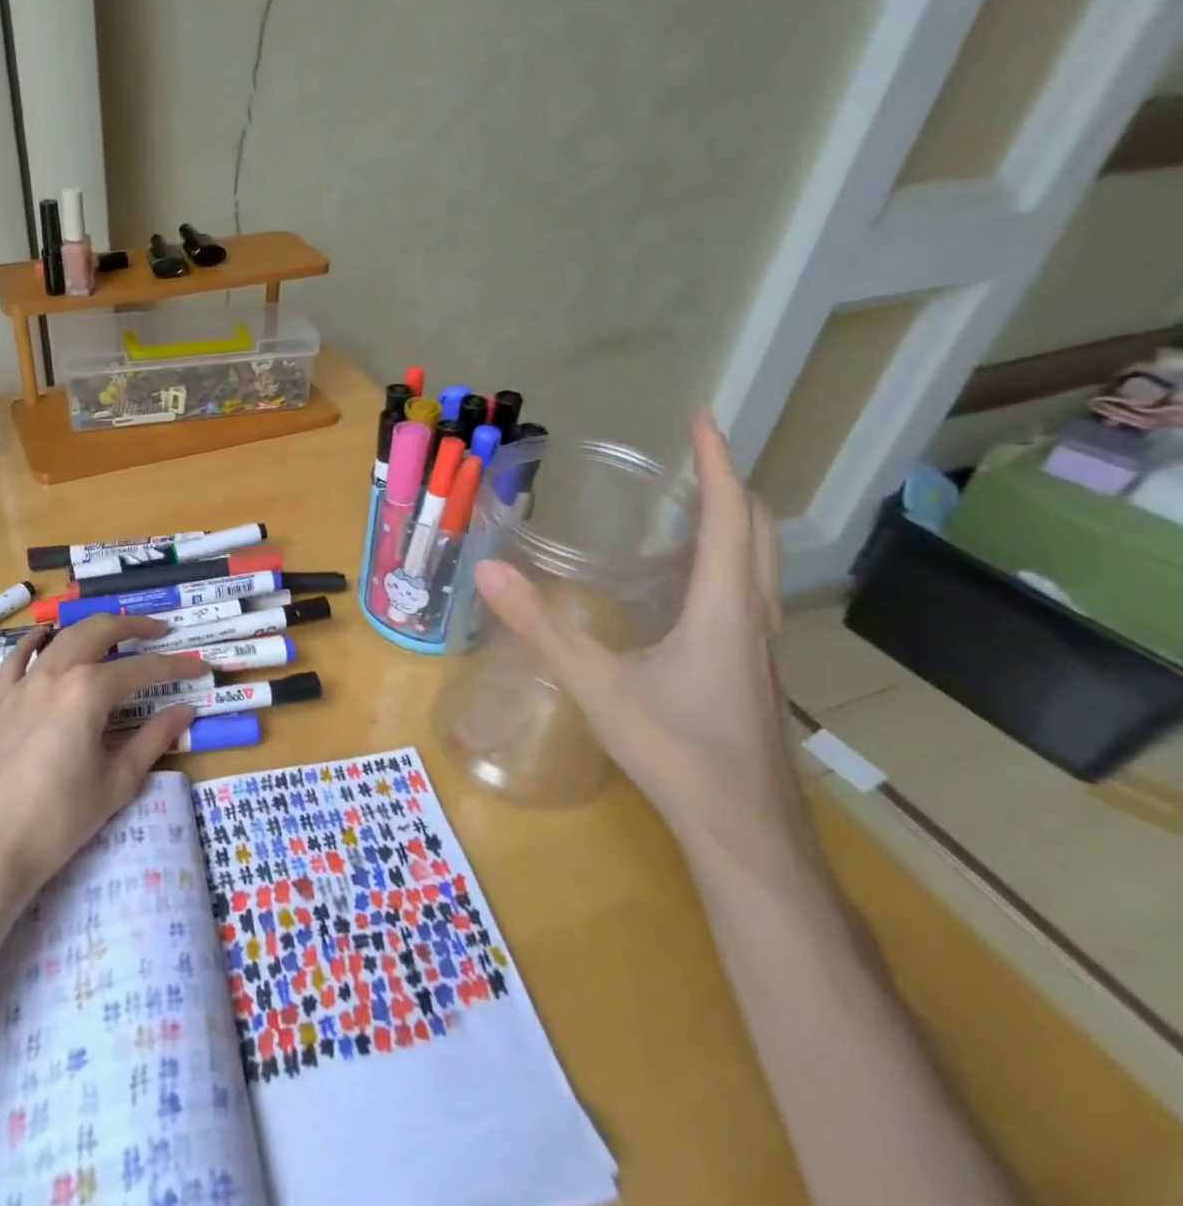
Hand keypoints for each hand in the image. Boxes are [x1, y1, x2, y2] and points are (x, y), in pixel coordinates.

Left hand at [0, 615, 208, 904]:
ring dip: (92, 628)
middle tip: (161, 632)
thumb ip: (153, 739)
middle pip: (99, 631)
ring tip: (116, 632)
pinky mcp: (0, 702)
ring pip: (62, 638)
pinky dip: (35, 641)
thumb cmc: (59, 819)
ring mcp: (23, 684)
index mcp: (89, 690)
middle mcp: (56, 673)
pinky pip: (17, 659)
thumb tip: (185, 710)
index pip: (143, 669)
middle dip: (134, 625)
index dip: (176, 667)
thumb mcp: (117, 781)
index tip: (201, 668)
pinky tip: (45, 636)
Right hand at [472, 413, 808, 856]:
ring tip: (690, 507)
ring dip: (733, 523)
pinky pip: (751, 594)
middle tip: (693, 458)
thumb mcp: (596, 682)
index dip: (716, 461)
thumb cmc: (675, 749)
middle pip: (757, 530)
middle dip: (729, 484)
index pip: (727, 514)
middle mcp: (755, 615)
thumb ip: (540, 626)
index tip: (701, 419)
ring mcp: (762, 646)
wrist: (745, 831)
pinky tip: (689, 587)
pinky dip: (728, 562)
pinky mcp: (756, 671)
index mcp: (724, 604)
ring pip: (760, 564)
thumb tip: (488, 570)